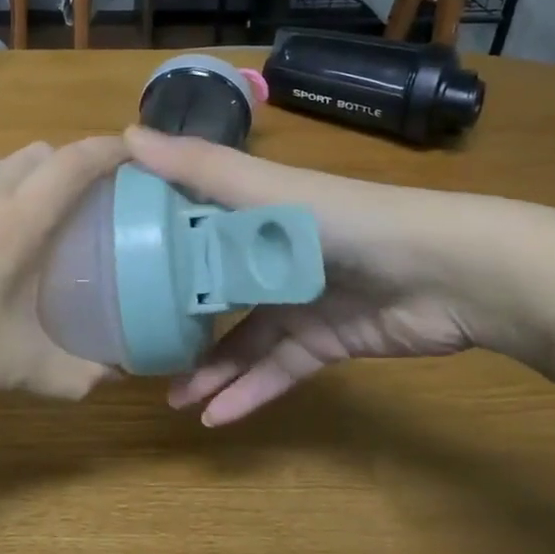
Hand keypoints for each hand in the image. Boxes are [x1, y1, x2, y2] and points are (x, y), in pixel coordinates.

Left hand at [0, 136, 129, 416]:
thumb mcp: (13, 369)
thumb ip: (75, 373)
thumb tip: (115, 374)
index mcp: (14, 223)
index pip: (75, 164)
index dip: (109, 151)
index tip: (130, 155)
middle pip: (36, 154)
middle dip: (63, 169)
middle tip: (69, 209)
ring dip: (12, 179)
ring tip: (6, 223)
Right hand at [125, 126, 507, 424]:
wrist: (447, 271)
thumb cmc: (343, 220)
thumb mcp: (265, 189)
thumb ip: (197, 168)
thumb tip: (122, 135)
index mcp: (252, 211)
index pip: (191, 222)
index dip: (152, 239)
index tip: (107, 260)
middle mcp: (270, 253)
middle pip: (214, 288)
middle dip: (178, 318)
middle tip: (136, 346)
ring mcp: (299, 300)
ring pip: (243, 339)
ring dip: (210, 369)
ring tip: (172, 398)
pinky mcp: (326, 341)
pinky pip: (279, 370)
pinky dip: (250, 393)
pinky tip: (215, 418)